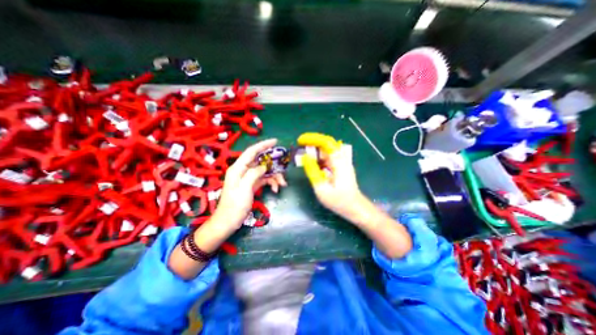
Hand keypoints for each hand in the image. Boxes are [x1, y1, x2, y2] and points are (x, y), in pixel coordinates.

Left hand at [212, 139, 288, 229]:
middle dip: (273, 165)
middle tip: (283, 168)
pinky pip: (264, 179)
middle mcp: (243, 170)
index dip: (263, 145)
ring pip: (264, 171)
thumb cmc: (235, 206)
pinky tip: (275, 189)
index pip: (251, 152)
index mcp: (238, 168)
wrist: (228, 222)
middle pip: (260, 161)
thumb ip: (254, 174)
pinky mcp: (252, 185)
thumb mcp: (244, 188)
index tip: (275, 141)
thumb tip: (263, 166)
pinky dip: (271, 182)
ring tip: (282, 184)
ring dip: (274, 176)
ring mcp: (248, 178)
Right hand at [297, 130, 410, 255]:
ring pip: (328, 150)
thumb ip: (313, 172)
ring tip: (304, 154)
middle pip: (327, 143)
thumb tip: (305, 157)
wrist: (355, 208)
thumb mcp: (322, 189)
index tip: (300, 141)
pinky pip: (329, 157)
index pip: (326, 143)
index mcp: (339, 163)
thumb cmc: (339, 201)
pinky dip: (319, 157)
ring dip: (315, 150)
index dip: (312, 139)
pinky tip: (313, 163)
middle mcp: (342, 159)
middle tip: (300, 145)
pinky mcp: (341, 167)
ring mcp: (343, 163)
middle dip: (313, 142)